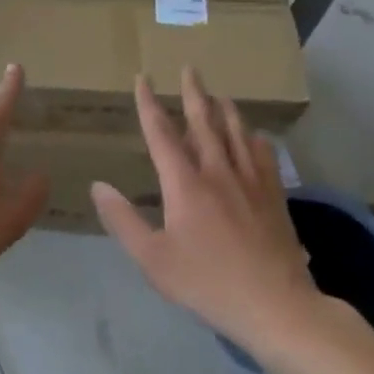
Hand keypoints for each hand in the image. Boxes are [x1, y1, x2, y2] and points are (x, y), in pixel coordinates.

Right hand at [91, 68, 318, 349]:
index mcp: (185, 184)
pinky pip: (264, 155)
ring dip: (225, 110)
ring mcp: (251, 181)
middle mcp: (218, 172)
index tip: (143, 79)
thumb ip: (123, 220)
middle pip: (204, 122)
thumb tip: (98, 186)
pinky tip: (255, 137)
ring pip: (237, 133)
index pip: (161, 133)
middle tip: (190, 68)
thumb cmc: (206, 283)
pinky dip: (255, 139)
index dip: (149, 103)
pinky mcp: (274, 196)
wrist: (275, 305)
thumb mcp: (153, 259)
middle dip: (194, 93)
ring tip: (220, 94)